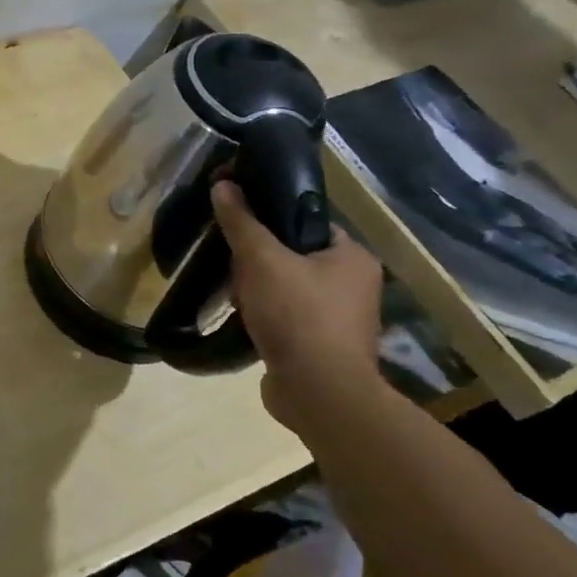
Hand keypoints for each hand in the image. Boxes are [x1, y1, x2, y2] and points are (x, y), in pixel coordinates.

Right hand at [212, 181, 385, 430]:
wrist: (319, 393)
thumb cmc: (298, 315)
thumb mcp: (261, 259)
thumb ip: (242, 222)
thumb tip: (223, 184)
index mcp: (353, 257)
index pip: (307, 221)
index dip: (271, 219)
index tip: (239, 224)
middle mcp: (354, 285)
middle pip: (293, 255)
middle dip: (258, 261)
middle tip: (234, 265)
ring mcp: (339, 319)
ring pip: (286, 287)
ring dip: (257, 290)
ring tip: (235, 294)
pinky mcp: (321, 346)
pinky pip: (286, 317)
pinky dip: (264, 316)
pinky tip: (244, 319)